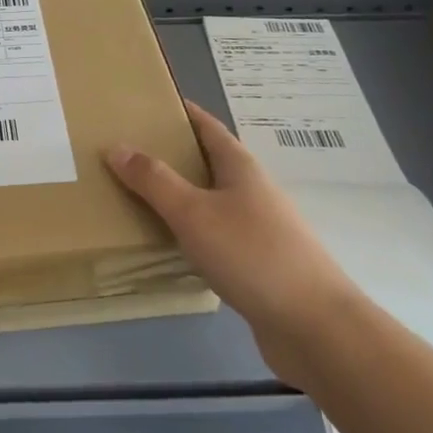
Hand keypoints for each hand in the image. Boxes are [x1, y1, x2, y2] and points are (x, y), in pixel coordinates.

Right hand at [106, 101, 357, 388]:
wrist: (316, 328)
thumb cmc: (253, 255)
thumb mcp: (193, 213)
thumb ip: (153, 180)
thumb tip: (116, 146)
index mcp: (240, 167)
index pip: (207, 125)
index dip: (180, 112)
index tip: (146, 104)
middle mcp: (253, 190)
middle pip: (209, 161)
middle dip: (172, 153)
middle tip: (128, 151)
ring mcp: (261, 228)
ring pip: (212, 200)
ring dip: (180, 194)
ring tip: (139, 195)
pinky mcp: (260, 264)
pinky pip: (217, 234)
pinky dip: (191, 230)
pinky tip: (170, 244)